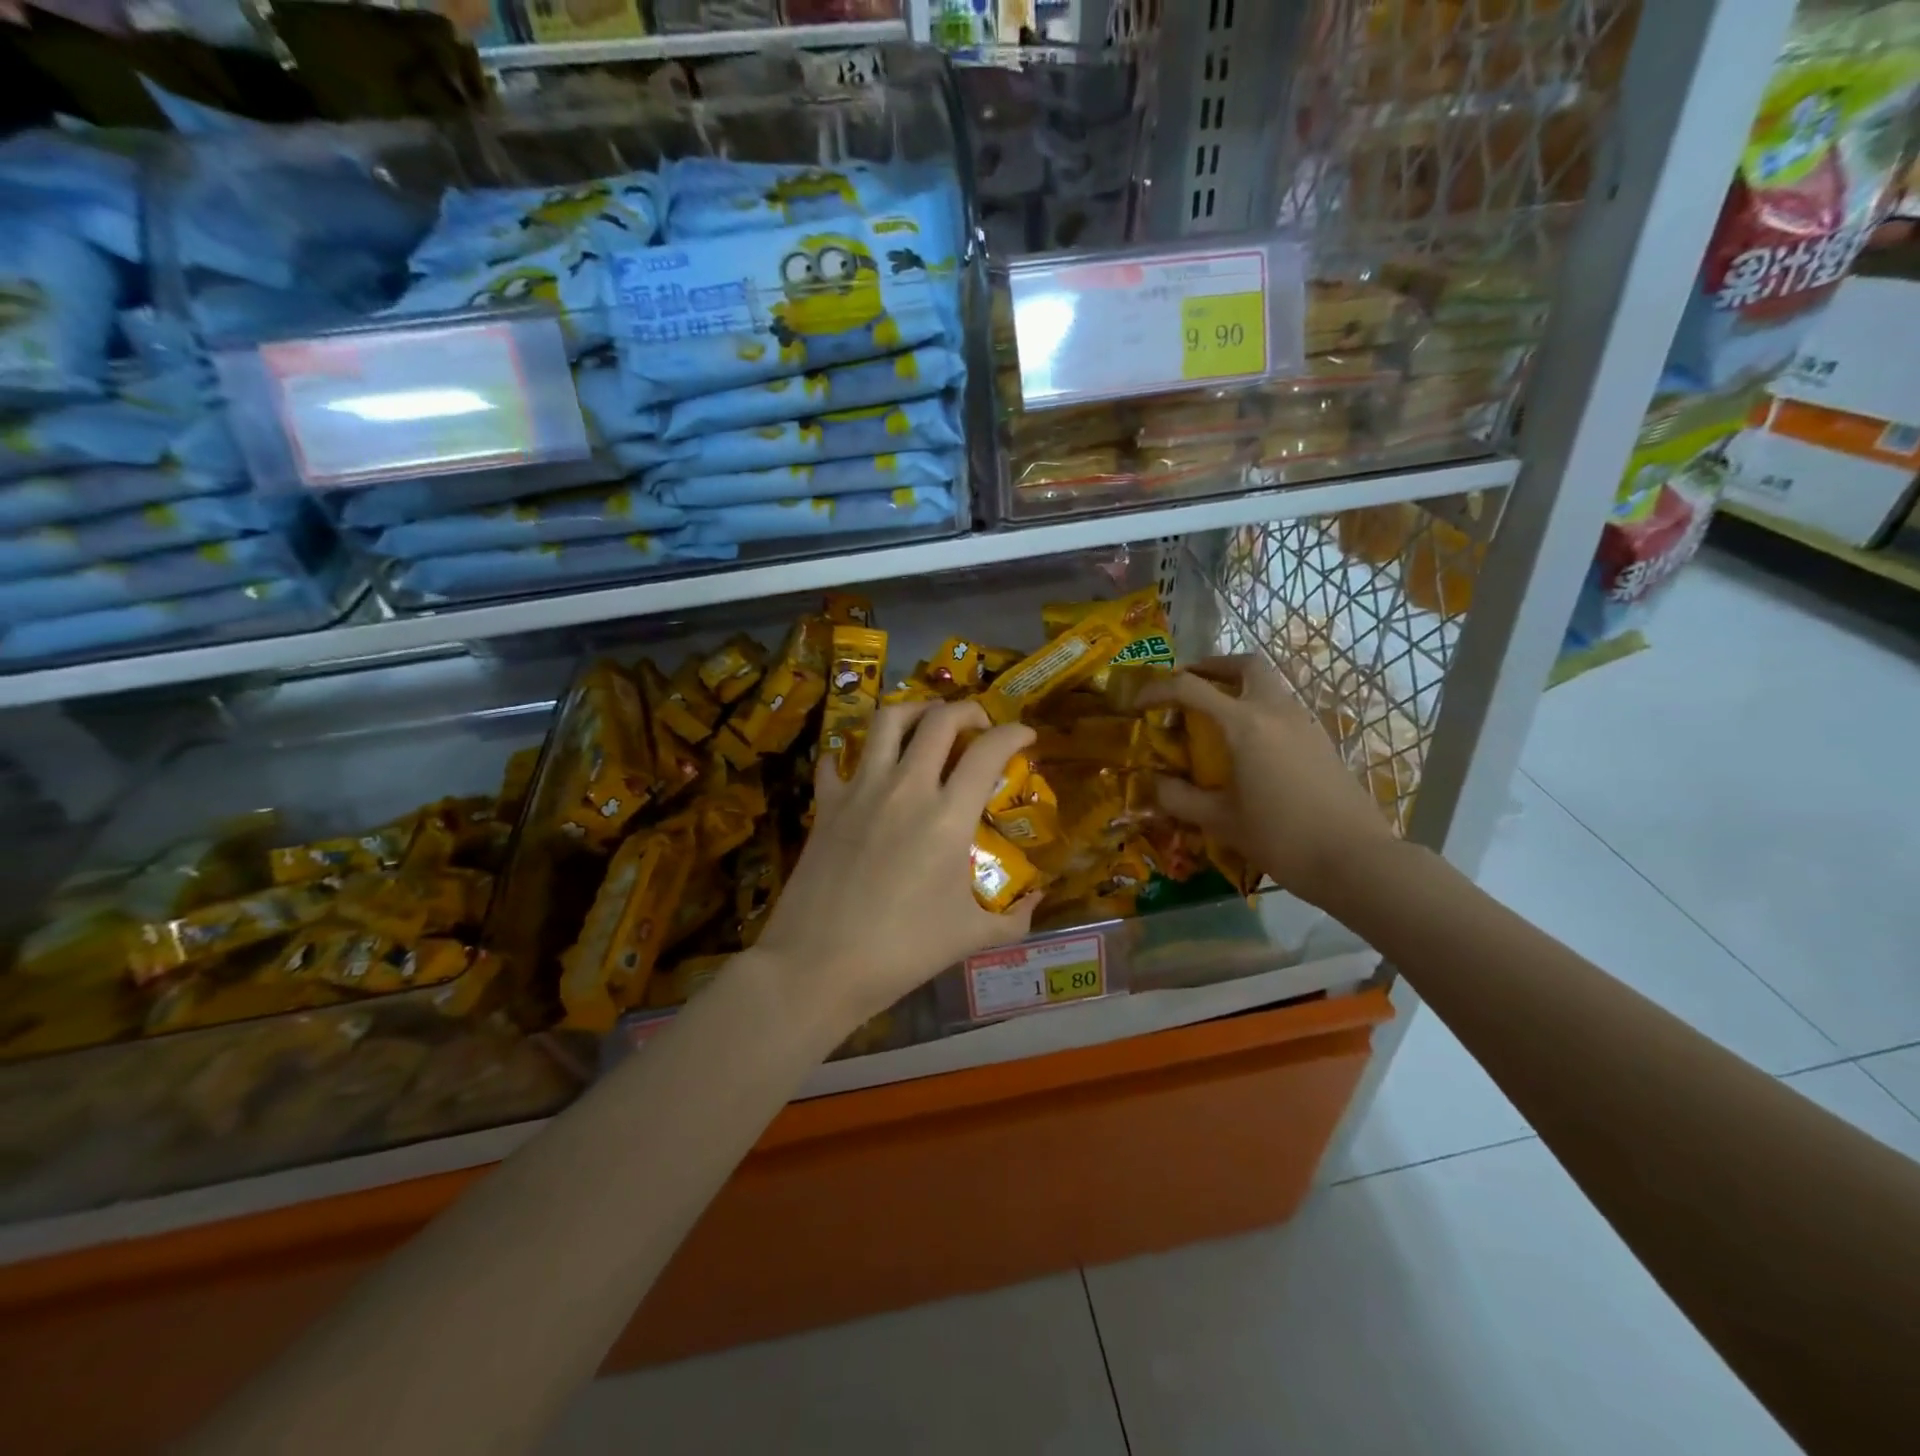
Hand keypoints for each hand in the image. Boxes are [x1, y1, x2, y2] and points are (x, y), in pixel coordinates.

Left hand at [754, 699, 1039, 1033]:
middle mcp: (906, 787)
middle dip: (967, 710)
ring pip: (886, 721)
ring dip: (914, 710)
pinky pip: (836, 760)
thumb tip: (1038, 901)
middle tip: (978, 723)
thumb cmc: (902, 951)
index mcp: (947, 815)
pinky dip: (852, 753)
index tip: (1025, 735)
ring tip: (926, 720)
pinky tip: (862, 765)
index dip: (1014, 733)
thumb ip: (1013, 917)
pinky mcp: (826, 804)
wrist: (819, 965)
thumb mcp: (970, 937)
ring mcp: (860, 790)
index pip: (988, 750)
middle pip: (939, 720)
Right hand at [1138, 656, 1395, 908]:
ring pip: (1269, 684)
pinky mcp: (1321, 741)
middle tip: (1188, 684)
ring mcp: (1304, 723)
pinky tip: (1247, 746)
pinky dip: (1258, 710)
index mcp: (1246, 724)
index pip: (1191, 688)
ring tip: (1213, 716)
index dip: (1158, 689)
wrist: (1355, 859)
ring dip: (1238, 688)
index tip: (1139, 703)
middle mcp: (1276, 711)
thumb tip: (1155, 783)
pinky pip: (1283, 709)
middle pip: (1245, 665)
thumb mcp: (1220, 821)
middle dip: (1212, 667)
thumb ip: (1180, 798)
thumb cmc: (1281, 837)